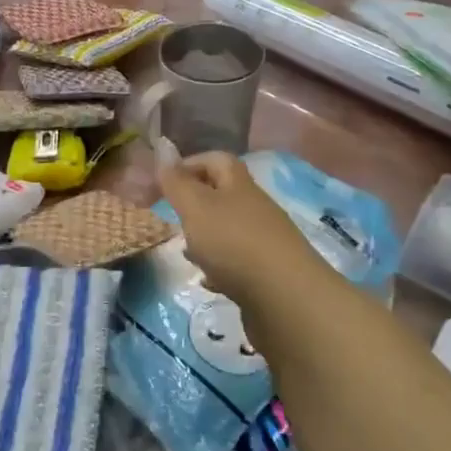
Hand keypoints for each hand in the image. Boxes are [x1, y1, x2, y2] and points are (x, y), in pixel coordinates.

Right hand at [159, 152, 328, 306]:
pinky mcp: (267, 273)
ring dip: (205, 236)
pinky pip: (238, 262)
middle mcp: (255, 208)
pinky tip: (208, 280)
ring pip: (229, 229)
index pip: (217, 160)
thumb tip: (163, 151)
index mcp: (239, 186)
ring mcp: (264, 241)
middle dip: (195, 203)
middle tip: (171, 217)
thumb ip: (177, 182)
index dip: (190, 163)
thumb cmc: (234, 244)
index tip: (163, 181)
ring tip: (186, 251)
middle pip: (224, 194)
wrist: (286, 299)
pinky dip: (219, 266)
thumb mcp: (196, 208)